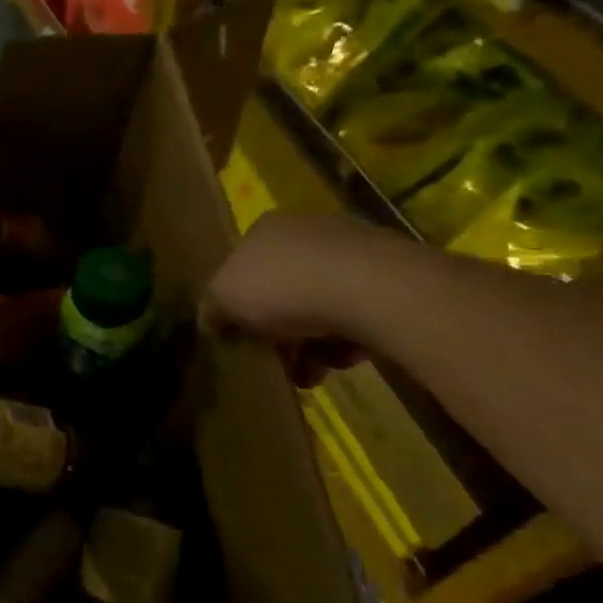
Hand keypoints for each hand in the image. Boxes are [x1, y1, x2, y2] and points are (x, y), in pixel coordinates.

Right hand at [203, 212, 391, 386]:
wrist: (370, 289)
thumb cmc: (282, 287)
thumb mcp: (223, 299)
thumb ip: (211, 309)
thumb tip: (211, 322)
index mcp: (265, 229)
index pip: (242, 266)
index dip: (237, 304)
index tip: (240, 336)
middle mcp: (308, 231)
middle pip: (282, 290)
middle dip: (278, 333)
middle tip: (277, 361)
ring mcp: (353, 251)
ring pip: (320, 307)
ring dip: (311, 346)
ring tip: (311, 374)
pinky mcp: (390, 277)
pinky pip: (356, 315)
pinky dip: (345, 341)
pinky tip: (342, 360)